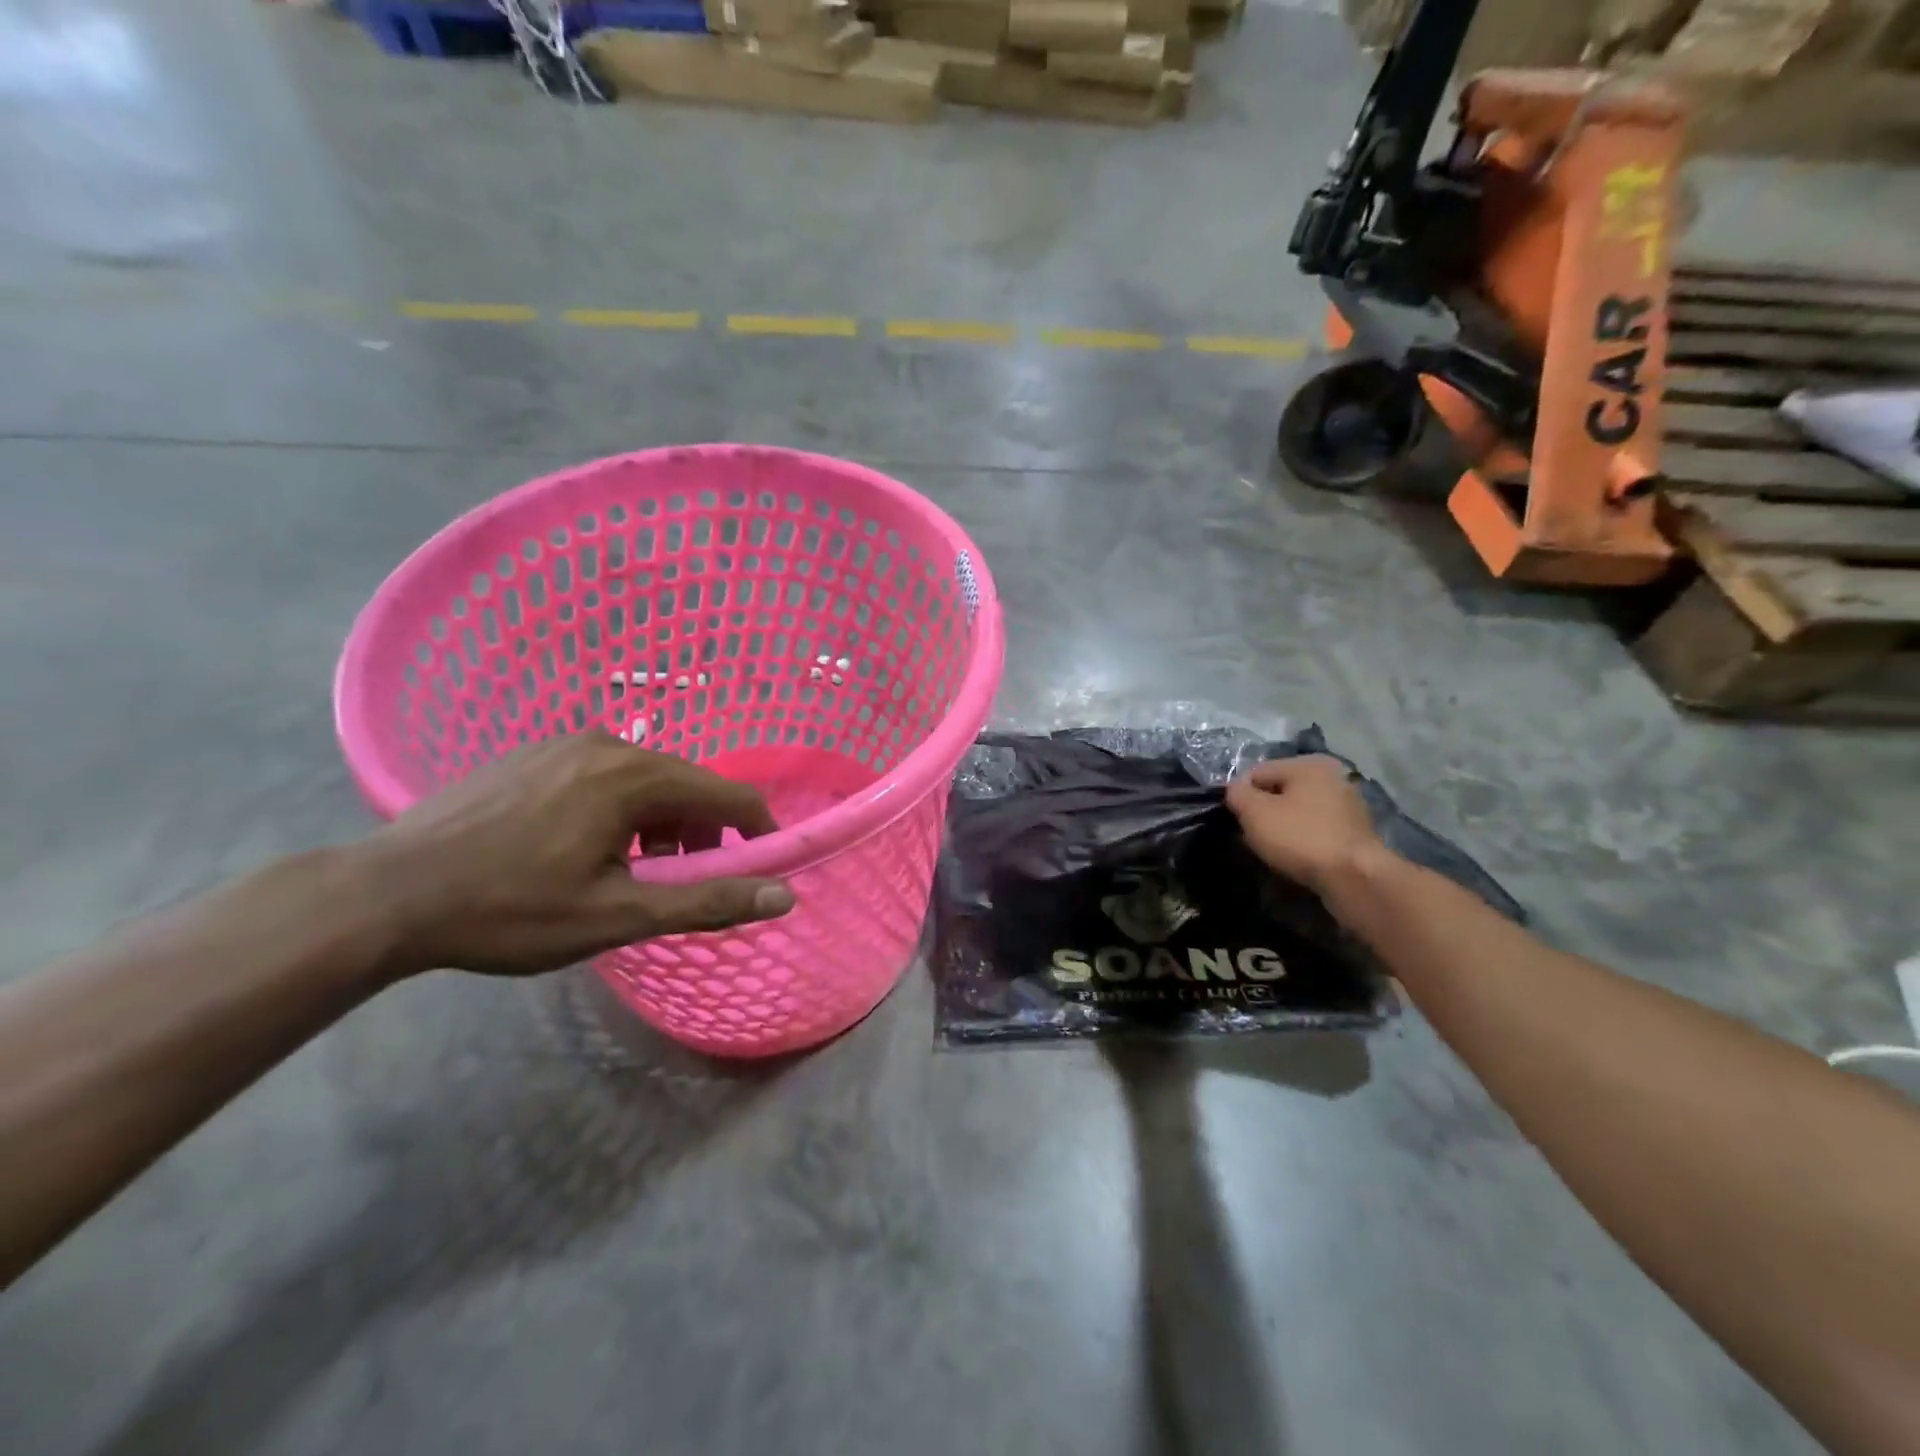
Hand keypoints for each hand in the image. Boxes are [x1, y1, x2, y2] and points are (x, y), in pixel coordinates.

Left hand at [352, 731, 793, 977]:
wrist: (385, 895)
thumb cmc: (510, 910)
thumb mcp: (618, 916)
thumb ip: (707, 901)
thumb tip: (784, 895)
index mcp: (636, 777)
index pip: (730, 794)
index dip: (756, 830)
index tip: (760, 866)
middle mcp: (609, 744)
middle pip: (688, 784)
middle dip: (702, 833)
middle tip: (682, 882)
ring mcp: (565, 743)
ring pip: (645, 779)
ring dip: (661, 823)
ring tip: (631, 871)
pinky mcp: (532, 754)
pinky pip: (604, 774)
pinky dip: (620, 809)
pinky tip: (580, 847)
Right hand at [1225, 754, 1388, 893]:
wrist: (1354, 878)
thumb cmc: (1300, 837)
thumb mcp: (1255, 812)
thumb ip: (1237, 793)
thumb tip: (1236, 788)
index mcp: (1308, 764)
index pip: (1257, 773)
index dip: (1240, 796)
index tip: (1235, 820)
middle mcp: (1333, 777)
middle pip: (1280, 791)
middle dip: (1262, 812)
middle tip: (1251, 837)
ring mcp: (1348, 805)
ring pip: (1298, 812)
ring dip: (1281, 827)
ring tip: (1272, 851)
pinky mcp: (1355, 833)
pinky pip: (1315, 830)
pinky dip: (1302, 840)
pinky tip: (1295, 858)